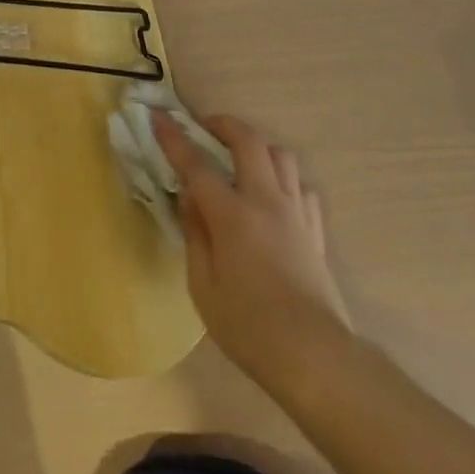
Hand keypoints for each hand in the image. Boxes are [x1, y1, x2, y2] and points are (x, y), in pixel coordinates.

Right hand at [152, 111, 351, 389]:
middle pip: (248, 141)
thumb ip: (195, 234)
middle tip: (204, 127)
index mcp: (232, 214)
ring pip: (281, 155)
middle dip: (223, 124)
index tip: (158, 117)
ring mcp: (296, 212)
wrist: (315, 356)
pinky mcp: (315, 229)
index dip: (174, 138)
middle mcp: (266, 201)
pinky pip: (301, 186)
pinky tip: (273, 195)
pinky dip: (283, 179)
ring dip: (257, 147)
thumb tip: (189, 197)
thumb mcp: (203, 287)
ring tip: (240, 159)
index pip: (196, 164)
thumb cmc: (249, 328)